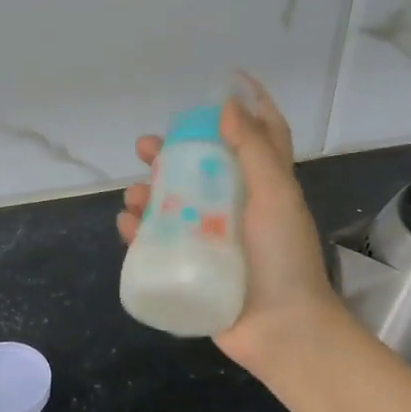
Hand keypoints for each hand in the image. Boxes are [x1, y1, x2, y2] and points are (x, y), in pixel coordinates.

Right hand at [117, 71, 342, 372]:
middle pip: (200, 169)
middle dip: (171, 155)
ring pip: (172, 205)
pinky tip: (126, 226)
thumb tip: (228, 104)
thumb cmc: (284, 258)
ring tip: (133, 195)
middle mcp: (237, 208)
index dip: (249, 107)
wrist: (281, 329)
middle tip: (145, 148)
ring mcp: (212, 239)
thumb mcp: (275, 195)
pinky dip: (139, 232)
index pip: (260, 137)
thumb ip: (254, 150)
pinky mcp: (192, 267)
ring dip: (148, 194)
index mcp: (263, 187)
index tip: (227, 82)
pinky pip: (159, 243)